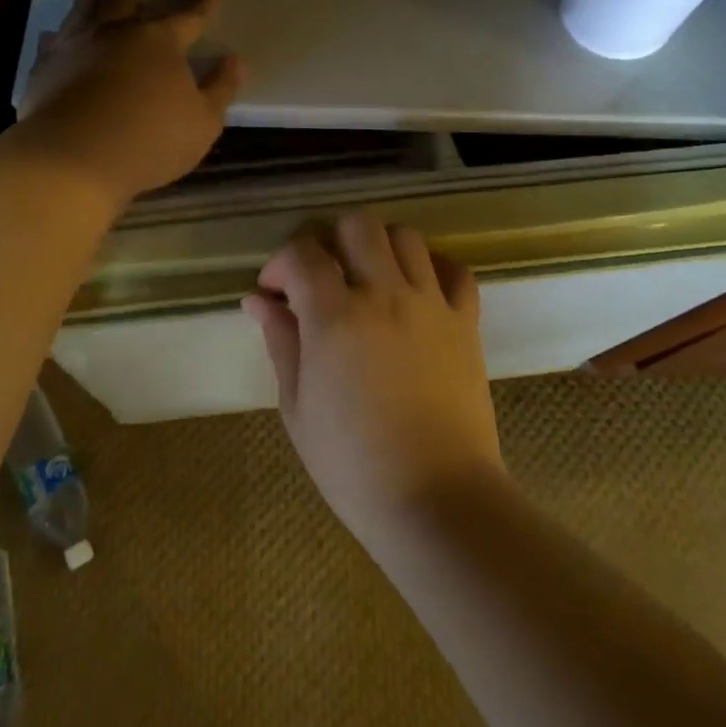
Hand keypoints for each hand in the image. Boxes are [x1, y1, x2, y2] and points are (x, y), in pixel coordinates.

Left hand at [17, 0, 243, 203]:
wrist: (73, 157)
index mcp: (160, 43)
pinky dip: (54, 37)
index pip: (189, 16)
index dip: (202, 1)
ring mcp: (76, 48)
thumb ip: (219, 89)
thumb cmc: (149, 140)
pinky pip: (51, 45)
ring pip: (83, 13)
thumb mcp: (202, 122)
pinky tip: (51, 35)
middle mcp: (116, 34)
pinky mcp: (45, 70)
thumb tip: (235, 61)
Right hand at [243, 213, 502, 546]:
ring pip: (405, 237)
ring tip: (367, 279)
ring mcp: (430, 305)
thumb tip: (259, 300)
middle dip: (330, 239)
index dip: (280, 263)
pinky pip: (455, 271)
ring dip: (378, 246)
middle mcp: (384, 295)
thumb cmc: (353, 464)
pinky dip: (433, 267)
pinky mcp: (466, 323)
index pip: (302, 253)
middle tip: (321, 276)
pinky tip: (416, 288)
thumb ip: (280, 342)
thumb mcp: (298, 407)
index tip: (274, 291)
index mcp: (335, 317)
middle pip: (357, 225)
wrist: (438, 501)